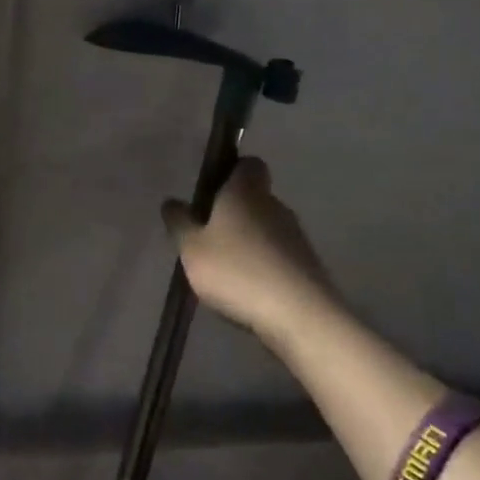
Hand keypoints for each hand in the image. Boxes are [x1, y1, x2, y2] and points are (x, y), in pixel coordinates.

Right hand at [162, 157, 332, 345]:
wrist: (299, 316)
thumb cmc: (237, 271)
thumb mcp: (192, 249)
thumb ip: (180, 223)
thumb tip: (172, 202)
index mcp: (246, 191)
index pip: (248, 163)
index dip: (231, 172)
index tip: (211, 192)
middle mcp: (274, 205)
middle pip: (255, 197)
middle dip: (234, 212)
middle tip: (209, 236)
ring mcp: (295, 235)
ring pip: (266, 227)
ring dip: (248, 241)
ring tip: (225, 268)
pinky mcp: (307, 264)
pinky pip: (278, 254)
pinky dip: (263, 264)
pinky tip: (248, 288)